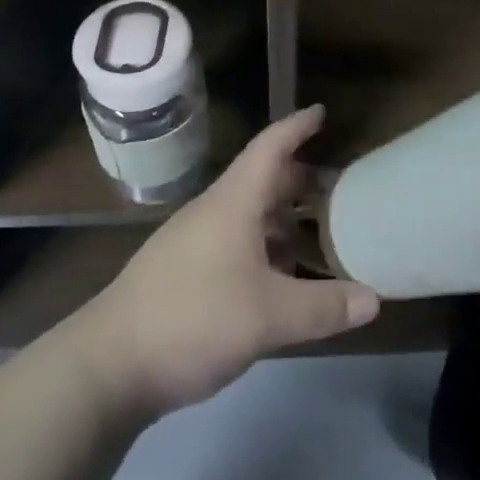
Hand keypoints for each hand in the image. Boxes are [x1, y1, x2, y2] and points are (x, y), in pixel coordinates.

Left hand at [78, 106, 379, 417]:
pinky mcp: (182, 273)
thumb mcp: (268, 317)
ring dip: (281, 219)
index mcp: (233, 204)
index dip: (296, 127)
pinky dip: (263, 248)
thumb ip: (324, 307)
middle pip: (261, 181)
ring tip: (316, 235)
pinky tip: (277, 278)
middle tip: (337, 189)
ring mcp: (192, 243)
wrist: (105, 367)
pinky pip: (234, 243)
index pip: (270, 148)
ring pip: (247, 216)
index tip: (321, 112)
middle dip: (299, 180)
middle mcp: (212, 213)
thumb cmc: (192, 320)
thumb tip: (374, 299)